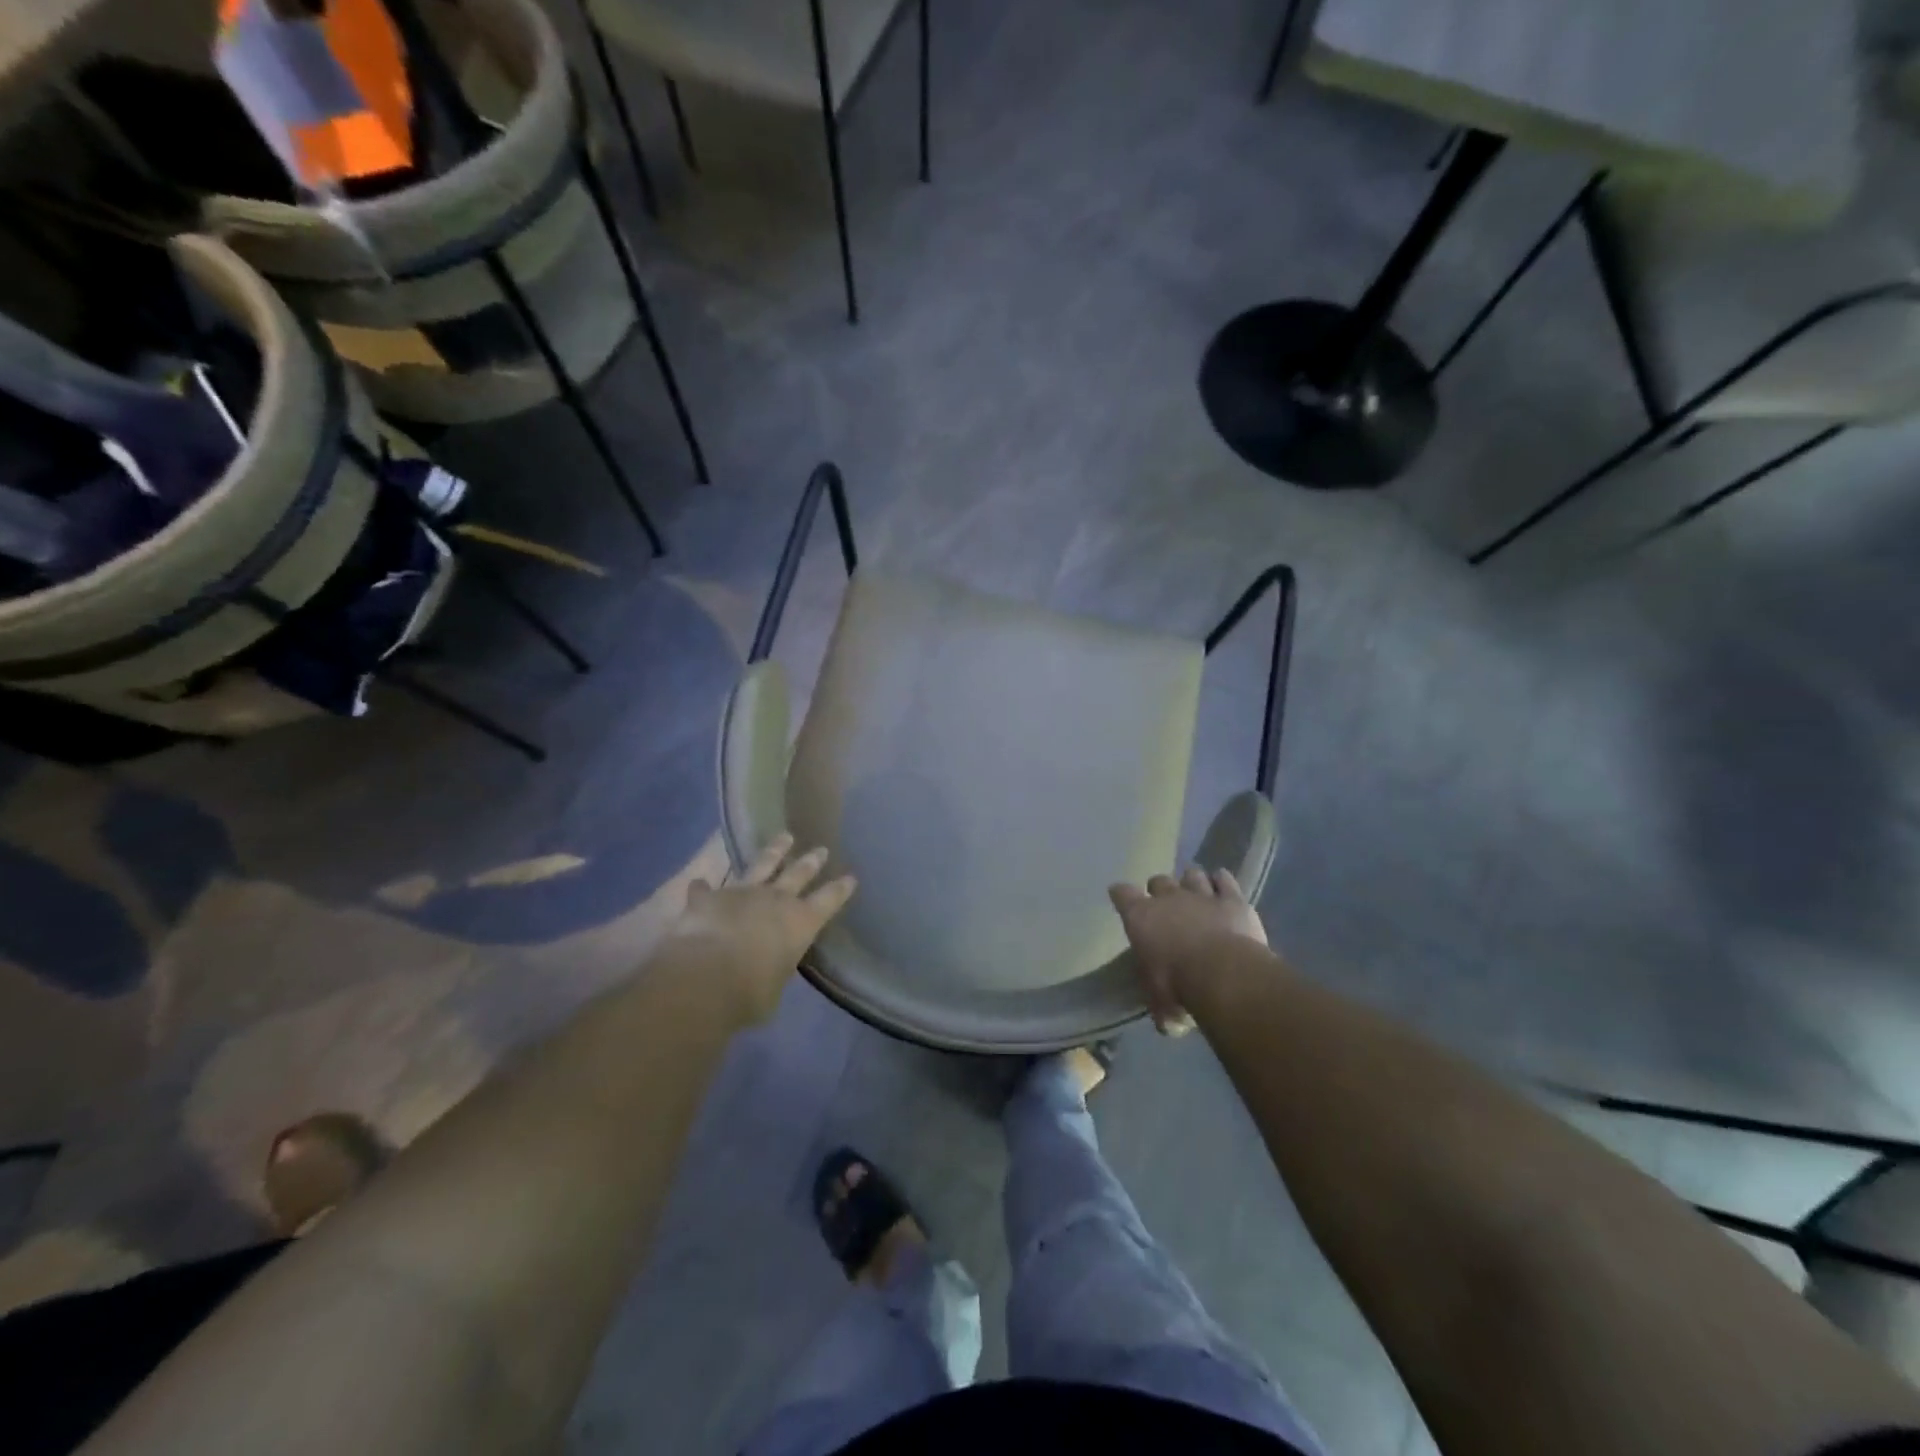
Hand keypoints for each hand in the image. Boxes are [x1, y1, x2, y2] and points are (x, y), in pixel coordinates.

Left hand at [668, 834, 856, 1024]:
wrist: (705, 978)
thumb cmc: (750, 993)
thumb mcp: (774, 988)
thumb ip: (775, 970)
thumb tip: (770, 968)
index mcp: (801, 922)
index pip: (829, 900)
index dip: (840, 889)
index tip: (850, 877)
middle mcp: (776, 900)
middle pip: (799, 873)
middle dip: (811, 861)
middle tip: (821, 850)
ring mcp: (742, 893)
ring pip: (762, 864)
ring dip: (774, 850)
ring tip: (784, 837)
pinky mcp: (709, 897)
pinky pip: (705, 889)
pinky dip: (703, 888)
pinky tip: (699, 883)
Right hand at [1108, 868, 1267, 1034]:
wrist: (1223, 975)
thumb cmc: (1178, 988)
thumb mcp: (1160, 1005)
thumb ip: (1160, 1004)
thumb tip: (1168, 1021)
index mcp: (1140, 918)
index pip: (1122, 894)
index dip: (1121, 894)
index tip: (1120, 896)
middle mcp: (1168, 899)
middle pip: (1158, 880)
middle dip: (1160, 889)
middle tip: (1166, 905)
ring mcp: (1202, 895)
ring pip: (1192, 875)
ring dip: (1192, 883)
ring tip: (1196, 893)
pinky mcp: (1233, 900)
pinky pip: (1225, 880)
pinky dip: (1222, 882)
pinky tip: (1223, 886)